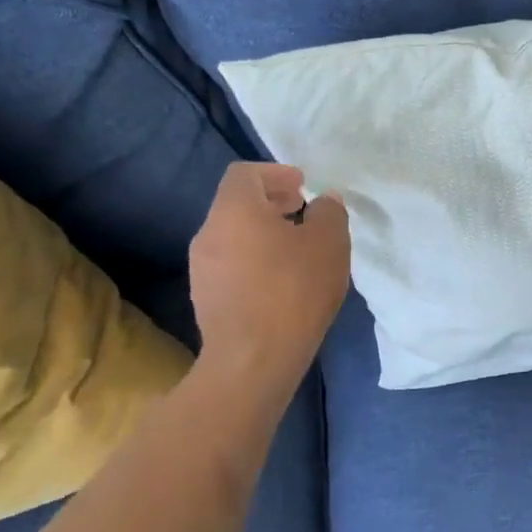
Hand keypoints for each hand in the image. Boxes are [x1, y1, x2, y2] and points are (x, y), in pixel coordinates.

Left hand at [188, 164, 349, 393]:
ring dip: (264, 234)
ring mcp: (202, 268)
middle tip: (304, 213)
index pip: (245, 173)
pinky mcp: (205, 298)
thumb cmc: (294, 290)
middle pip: (237, 204)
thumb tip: (324, 201)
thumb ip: (329, 212)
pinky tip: (282, 282)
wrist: (253, 359)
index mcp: (234, 210)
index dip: (276, 173)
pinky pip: (232, 264)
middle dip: (272, 203)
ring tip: (298, 250)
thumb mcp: (329, 244)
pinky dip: (255, 260)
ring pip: (234, 236)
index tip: (303, 186)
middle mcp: (209, 233)